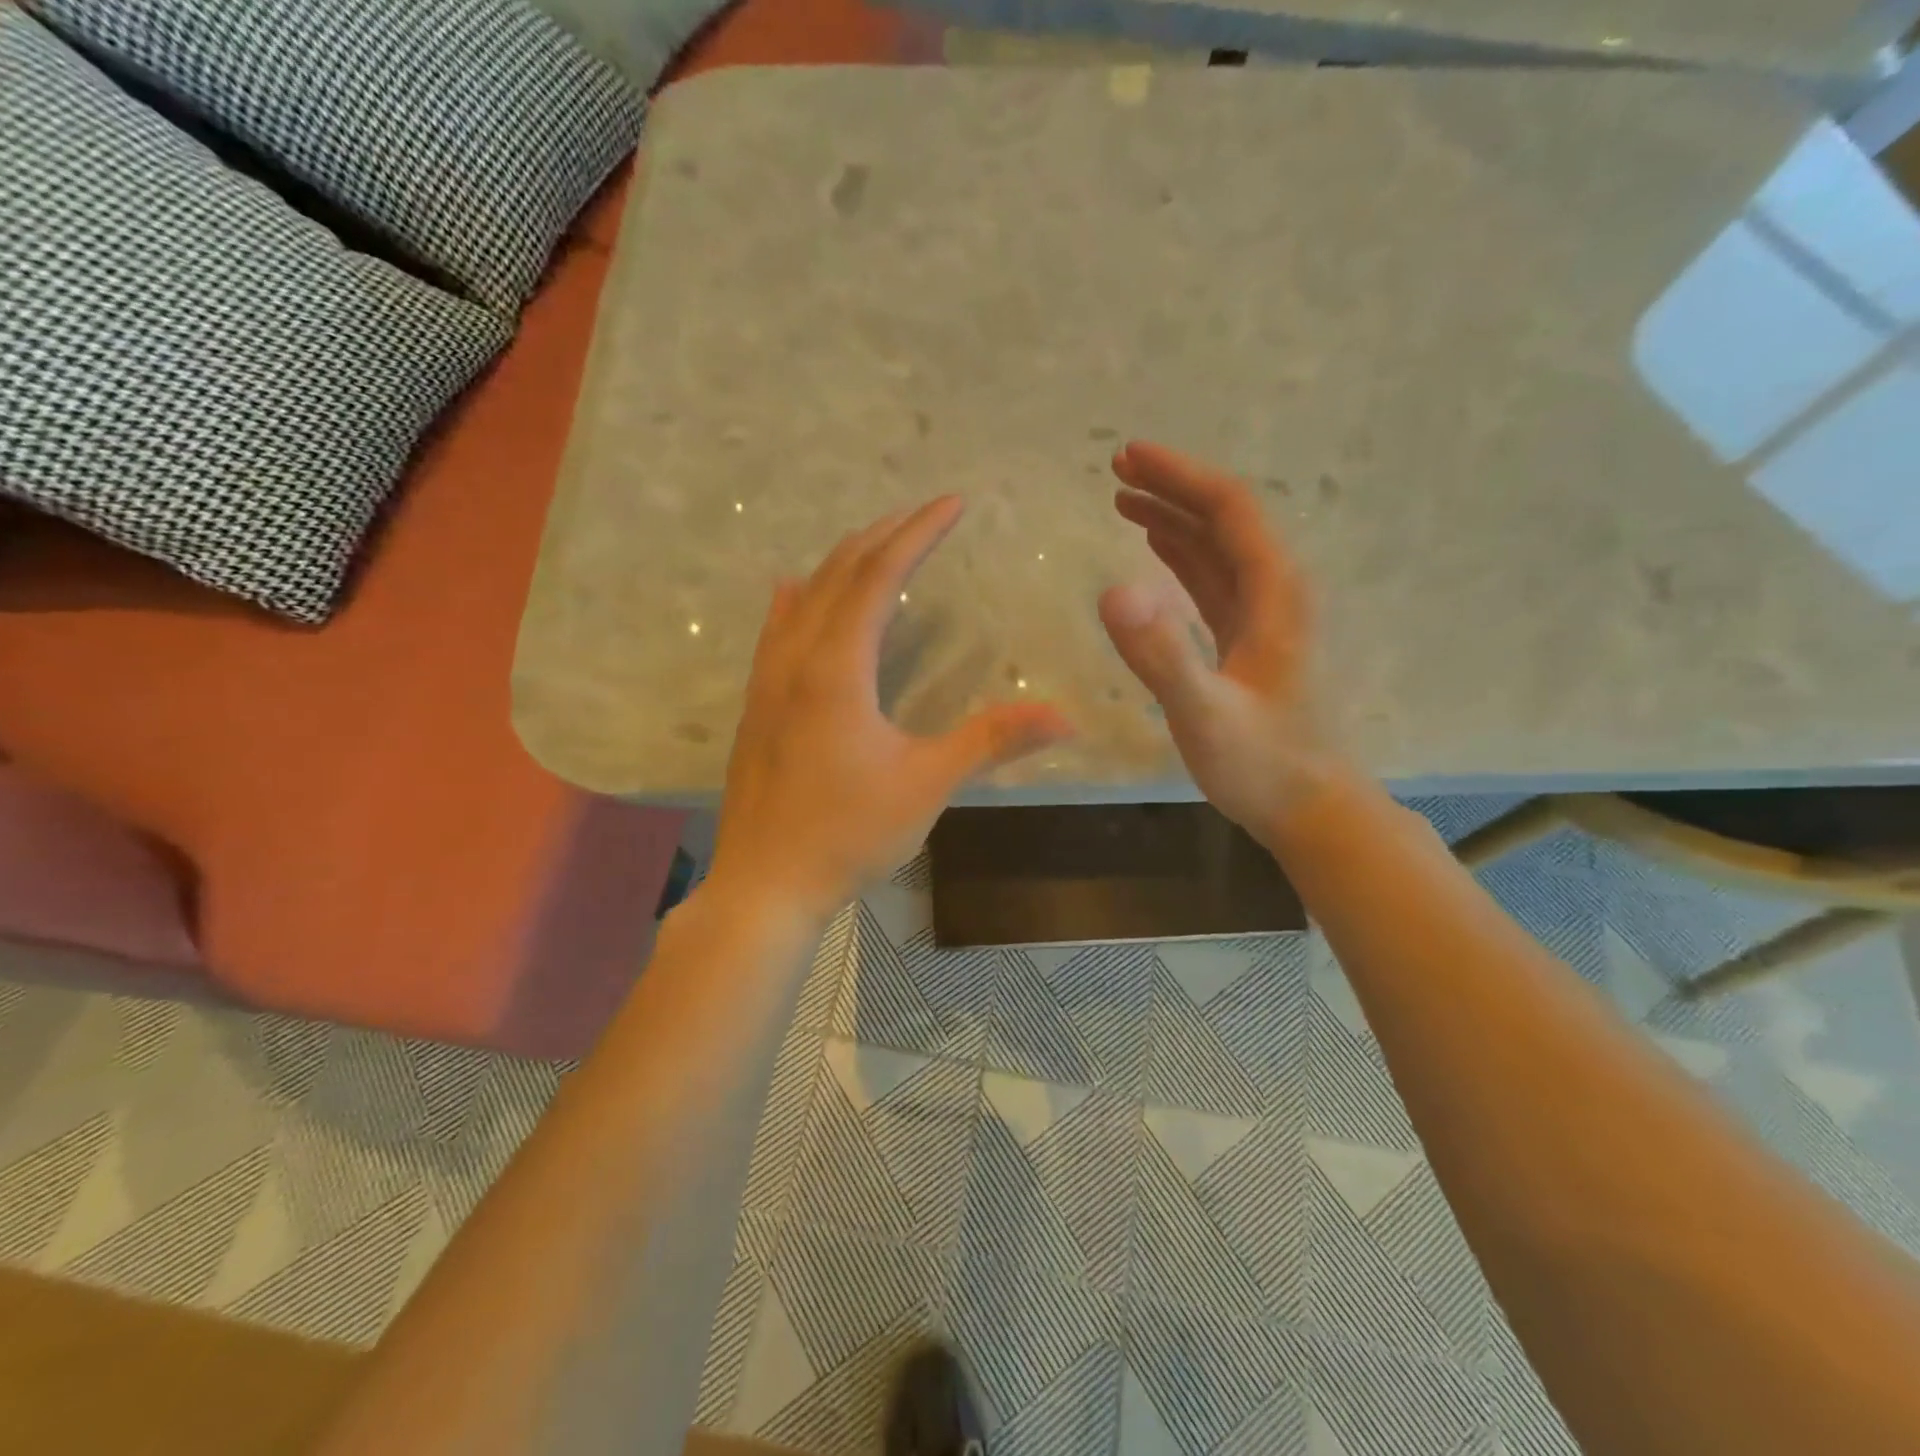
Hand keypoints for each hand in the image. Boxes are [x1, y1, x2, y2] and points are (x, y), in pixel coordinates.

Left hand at [708, 497, 1074, 921]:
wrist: (765, 886)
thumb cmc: (848, 835)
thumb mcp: (927, 785)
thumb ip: (992, 741)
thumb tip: (1065, 718)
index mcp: (837, 669)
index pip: (880, 577)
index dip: (918, 534)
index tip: (952, 503)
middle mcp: (795, 660)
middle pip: (838, 574)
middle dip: (884, 536)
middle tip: (923, 514)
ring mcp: (767, 682)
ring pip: (802, 598)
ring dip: (841, 562)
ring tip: (875, 542)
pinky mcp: (756, 707)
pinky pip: (774, 632)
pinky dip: (795, 600)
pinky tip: (792, 590)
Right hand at [1099, 442, 1340, 843]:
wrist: (1312, 809)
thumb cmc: (1263, 765)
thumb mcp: (1206, 715)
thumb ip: (1162, 656)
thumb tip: (1113, 592)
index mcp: (1275, 593)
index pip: (1229, 509)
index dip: (1180, 476)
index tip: (1129, 456)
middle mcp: (1275, 592)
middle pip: (1225, 519)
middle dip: (1173, 486)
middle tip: (1117, 467)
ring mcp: (1264, 617)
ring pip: (1218, 548)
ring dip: (1173, 517)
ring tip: (1124, 498)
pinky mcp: (1249, 641)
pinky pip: (1213, 581)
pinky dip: (1182, 556)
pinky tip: (1157, 550)